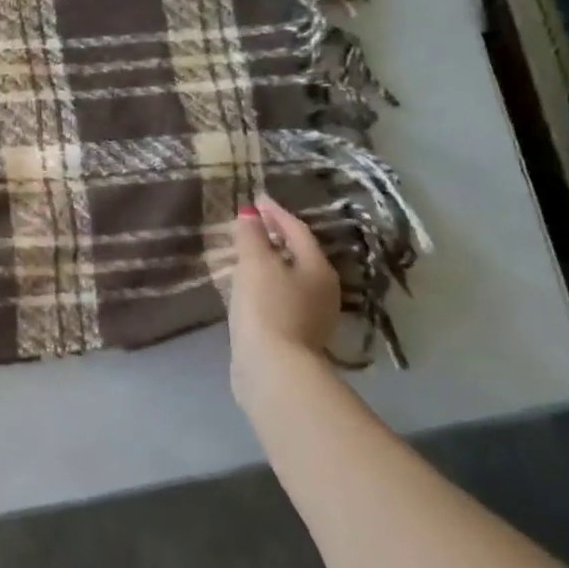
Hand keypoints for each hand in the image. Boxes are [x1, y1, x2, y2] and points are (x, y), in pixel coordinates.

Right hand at [228, 197, 339, 411]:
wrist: (273, 368)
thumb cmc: (267, 307)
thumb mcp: (255, 264)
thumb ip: (252, 236)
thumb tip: (251, 212)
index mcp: (318, 268)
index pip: (297, 230)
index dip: (275, 212)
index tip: (256, 199)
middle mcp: (323, 290)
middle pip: (298, 254)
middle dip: (275, 238)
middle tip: (251, 225)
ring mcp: (312, 316)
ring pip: (290, 278)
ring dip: (270, 264)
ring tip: (245, 255)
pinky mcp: (296, 337)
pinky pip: (280, 299)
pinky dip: (266, 286)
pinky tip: (248, 289)